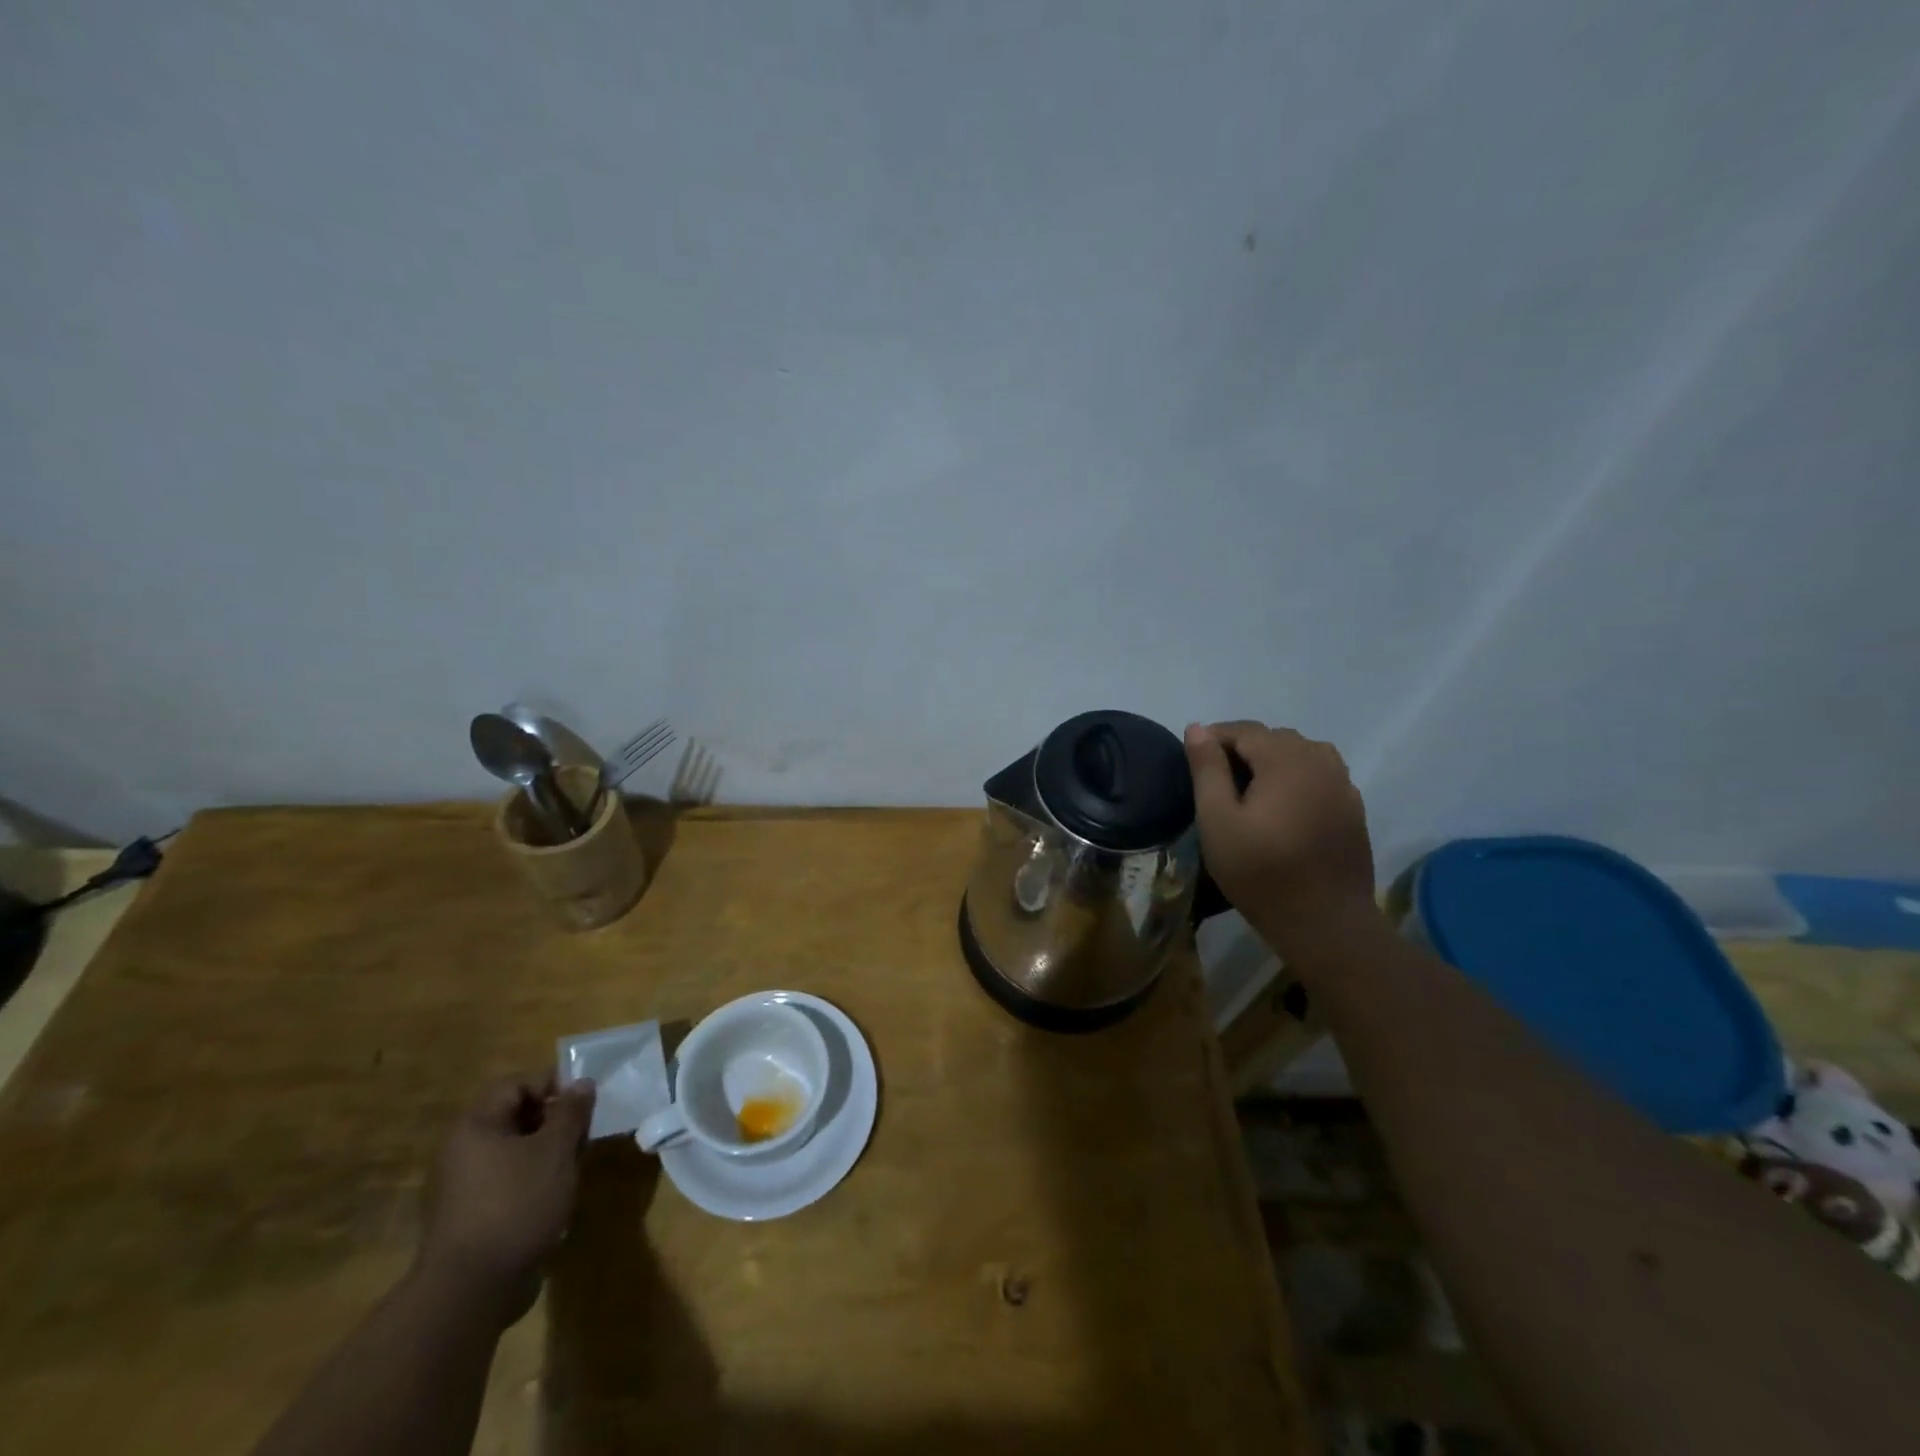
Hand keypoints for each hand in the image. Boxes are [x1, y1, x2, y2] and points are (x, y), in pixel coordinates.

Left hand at [415, 1075, 595, 1325]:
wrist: (472, 1290)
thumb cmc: (516, 1203)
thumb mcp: (555, 1149)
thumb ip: (572, 1111)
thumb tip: (581, 1083)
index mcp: (475, 1126)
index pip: (516, 1085)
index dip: (552, 1086)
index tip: (583, 1103)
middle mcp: (462, 1151)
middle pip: (515, 1116)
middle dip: (554, 1121)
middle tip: (583, 1135)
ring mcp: (463, 1186)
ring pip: (514, 1150)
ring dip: (548, 1152)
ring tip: (574, 1167)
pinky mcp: (471, 1216)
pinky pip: (507, 1181)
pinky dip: (534, 1180)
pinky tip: (555, 1196)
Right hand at [1185, 720, 1378, 953]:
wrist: (1325, 923)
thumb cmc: (1261, 872)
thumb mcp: (1217, 820)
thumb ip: (1207, 770)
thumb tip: (1197, 727)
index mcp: (1286, 759)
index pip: (1245, 730)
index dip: (1215, 737)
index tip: (1193, 759)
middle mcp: (1320, 761)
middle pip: (1275, 737)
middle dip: (1243, 748)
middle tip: (1216, 779)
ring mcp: (1343, 784)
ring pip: (1302, 752)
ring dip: (1273, 760)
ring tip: (1250, 788)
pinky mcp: (1353, 808)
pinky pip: (1321, 774)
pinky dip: (1297, 776)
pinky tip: (1284, 805)